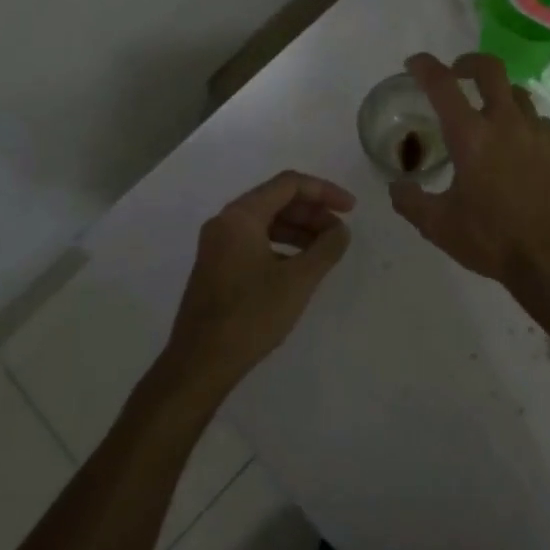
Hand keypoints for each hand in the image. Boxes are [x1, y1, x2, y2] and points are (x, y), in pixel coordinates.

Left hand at [165, 171, 354, 396]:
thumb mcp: (298, 281)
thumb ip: (326, 249)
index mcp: (241, 216)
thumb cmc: (250, 316)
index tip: (351, 209)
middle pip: (277, 200)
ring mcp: (217, 245)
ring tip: (325, 250)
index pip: (289, 184)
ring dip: (299, 230)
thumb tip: (341, 230)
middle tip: (340, 232)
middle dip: (312, 212)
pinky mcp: (216, 267)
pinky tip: (299, 268)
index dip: (324, 191)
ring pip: (266, 222)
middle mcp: (225, 222)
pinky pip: (255, 241)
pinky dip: (281, 246)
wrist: (199, 364)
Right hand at [388, 52, 549, 286]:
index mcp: (471, 136)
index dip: (425, 66)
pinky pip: (540, 123)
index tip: (415, 63)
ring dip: (499, 95)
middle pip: (490, 69)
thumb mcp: (439, 226)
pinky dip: (525, 124)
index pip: (442, 84)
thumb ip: (412, 202)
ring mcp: (539, 133)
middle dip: (469, 62)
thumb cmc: (493, 240)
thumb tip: (396, 187)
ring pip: (518, 94)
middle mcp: (506, 123)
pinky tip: (521, 147)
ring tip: (490, 114)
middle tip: (458, 73)